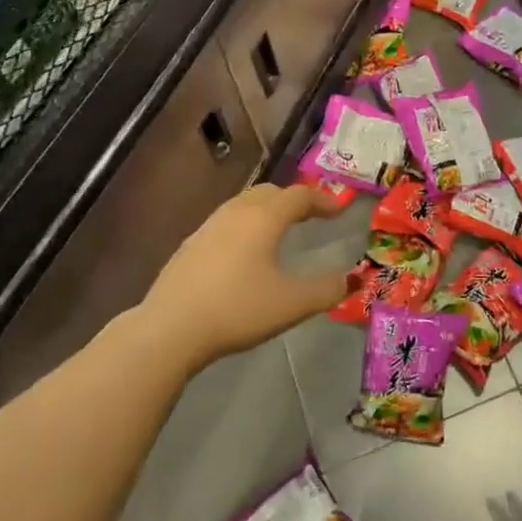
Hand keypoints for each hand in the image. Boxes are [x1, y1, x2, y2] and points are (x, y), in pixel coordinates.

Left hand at [138, 183, 347, 373]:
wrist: (170, 328)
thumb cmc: (237, 309)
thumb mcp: (291, 303)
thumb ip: (326, 290)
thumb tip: (352, 279)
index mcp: (264, 217)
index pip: (299, 196)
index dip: (322, 200)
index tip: (339, 210)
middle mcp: (236, 212)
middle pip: (270, 192)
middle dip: (293, 200)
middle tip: (311, 215)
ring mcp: (208, 226)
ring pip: (244, 204)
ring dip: (267, 210)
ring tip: (279, 230)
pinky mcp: (190, 245)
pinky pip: (227, 222)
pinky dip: (246, 225)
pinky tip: (244, 252)